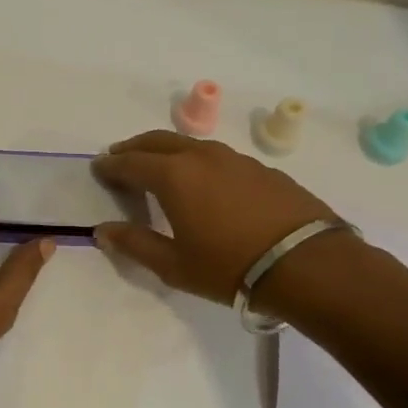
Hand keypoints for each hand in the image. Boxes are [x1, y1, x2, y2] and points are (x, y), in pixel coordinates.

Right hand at [91, 130, 338, 305]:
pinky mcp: (261, 169)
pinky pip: (217, 157)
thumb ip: (135, 244)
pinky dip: (197, 161)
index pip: (130, 163)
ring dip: (166, 151)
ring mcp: (235, 159)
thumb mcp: (174, 265)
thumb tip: (103, 231)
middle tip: (120, 157)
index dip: (111, 165)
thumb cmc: (230, 267)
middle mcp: (201, 157)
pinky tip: (203, 182)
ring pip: (189, 144)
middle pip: (157, 140)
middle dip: (134, 147)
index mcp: (173, 175)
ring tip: (159, 166)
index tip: (98, 168)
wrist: (309, 265)